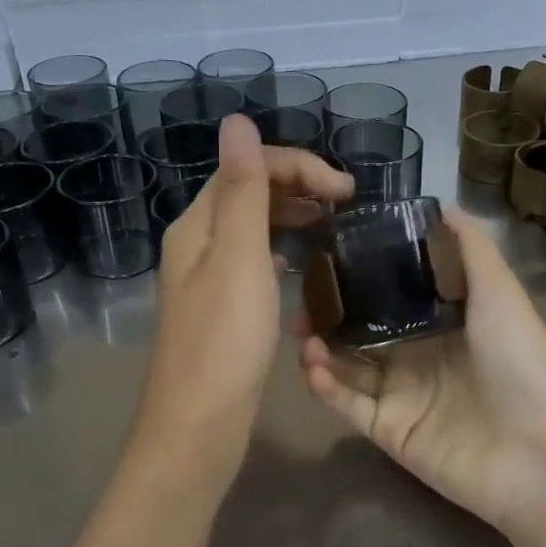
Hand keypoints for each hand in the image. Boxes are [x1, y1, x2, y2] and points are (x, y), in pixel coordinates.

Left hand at [131, 115, 353, 482]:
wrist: (198, 425)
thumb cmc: (223, 342)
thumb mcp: (238, 259)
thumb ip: (243, 191)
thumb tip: (236, 121)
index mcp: (198, 225)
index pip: (246, 166)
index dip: (297, 165)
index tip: (346, 190)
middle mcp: (198, 243)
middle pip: (248, 192)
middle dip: (297, 185)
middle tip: (348, 204)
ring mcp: (210, 277)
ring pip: (254, 226)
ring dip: (292, 214)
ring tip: (334, 224)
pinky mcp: (225, 308)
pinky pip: (256, 260)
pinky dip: (283, 248)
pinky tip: (305, 262)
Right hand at [299, 208, 545, 538]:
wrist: (539, 454)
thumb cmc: (521, 364)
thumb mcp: (501, 293)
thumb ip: (470, 249)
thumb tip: (441, 205)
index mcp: (442, 323)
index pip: (390, 296)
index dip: (358, 279)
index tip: (327, 257)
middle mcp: (417, 356)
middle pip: (360, 331)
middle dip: (328, 316)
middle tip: (299, 302)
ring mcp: (401, 396)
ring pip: (347, 367)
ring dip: (321, 349)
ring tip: (303, 334)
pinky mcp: (388, 431)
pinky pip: (348, 405)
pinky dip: (326, 387)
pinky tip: (313, 367)